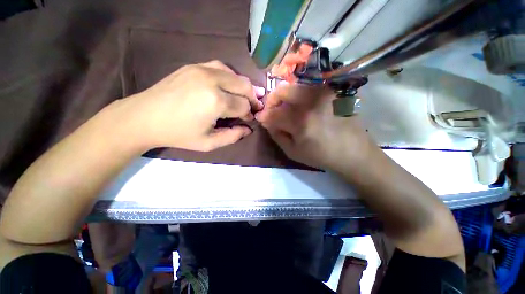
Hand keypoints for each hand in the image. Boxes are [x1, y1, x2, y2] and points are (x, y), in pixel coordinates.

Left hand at [124, 60, 263, 150]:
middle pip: (244, 86)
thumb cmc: (178, 134)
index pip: (244, 105)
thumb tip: (248, 129)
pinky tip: (229, 86)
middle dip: (252, 98)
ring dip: (243, 87)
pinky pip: (221, 67)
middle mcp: (213, 80)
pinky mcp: (194, 66)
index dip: (249, 114)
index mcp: (216, 101)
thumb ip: (233, 136)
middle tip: (252, 108)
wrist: (144, 117)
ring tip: (243, 97)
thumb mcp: (209, 143)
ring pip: (235, 74)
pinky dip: (231, 77)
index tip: (248, 120)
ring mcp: (202, 69)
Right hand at [256, 83, 376, 170]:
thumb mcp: (293, 152)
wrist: (353, 152)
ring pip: (295, 86)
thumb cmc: (321, 156)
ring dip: (286, 97)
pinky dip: (299, 95)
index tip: (262, 119)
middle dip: (273, 99)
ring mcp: (324, 94)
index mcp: (301, 121)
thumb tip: (268, 122)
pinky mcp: (332, 93)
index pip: (273, 113)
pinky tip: (302, 106)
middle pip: (283, 90)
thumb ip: (277, 135)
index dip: (264, 116)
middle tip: (273, 110)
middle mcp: (312, 102)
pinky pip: (309, 89)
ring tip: (286, 108)